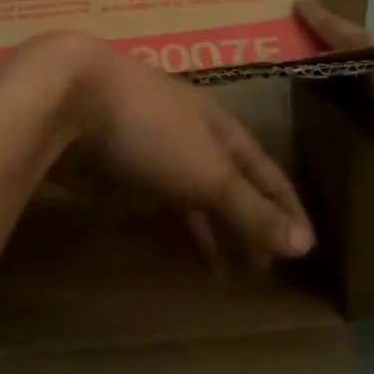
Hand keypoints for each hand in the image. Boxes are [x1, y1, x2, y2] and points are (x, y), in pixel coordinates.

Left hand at [50, 37, 314, 269]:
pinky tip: (176, 250)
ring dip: (211, 232)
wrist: (67, 99)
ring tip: (225, 274)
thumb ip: (251, 210)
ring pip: (192, 196)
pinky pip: (157, 202)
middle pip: (230, 185)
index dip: (286, 207)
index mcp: (221, 129)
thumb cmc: (150, 130)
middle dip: (249, 224)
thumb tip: (306, 245)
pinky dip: (173, 228)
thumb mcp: (208, 173)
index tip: (306, 244)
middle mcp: (191, 136)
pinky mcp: (116, 167)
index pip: (265, 171)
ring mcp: (151, 150)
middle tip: (264, 268)